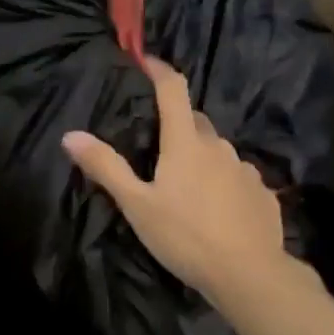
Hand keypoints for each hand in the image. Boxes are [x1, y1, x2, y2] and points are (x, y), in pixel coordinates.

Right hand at [61, 57, 301, 306]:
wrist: (247, 273)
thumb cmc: (185, 236)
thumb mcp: (137, 205)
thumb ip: (106, 168)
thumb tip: (71, 135)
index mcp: (186, 143)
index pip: (174, 90)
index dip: (160, 70)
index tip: (147, 61)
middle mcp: (219, 146)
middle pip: (196, 121)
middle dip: (178, 122)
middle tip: (159, 145)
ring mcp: (245, 169)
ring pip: (218, 150)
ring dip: (202, 156)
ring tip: (187, 185)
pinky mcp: (262, 193)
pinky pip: (237, 177)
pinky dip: (224, 182)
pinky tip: (217, 208)